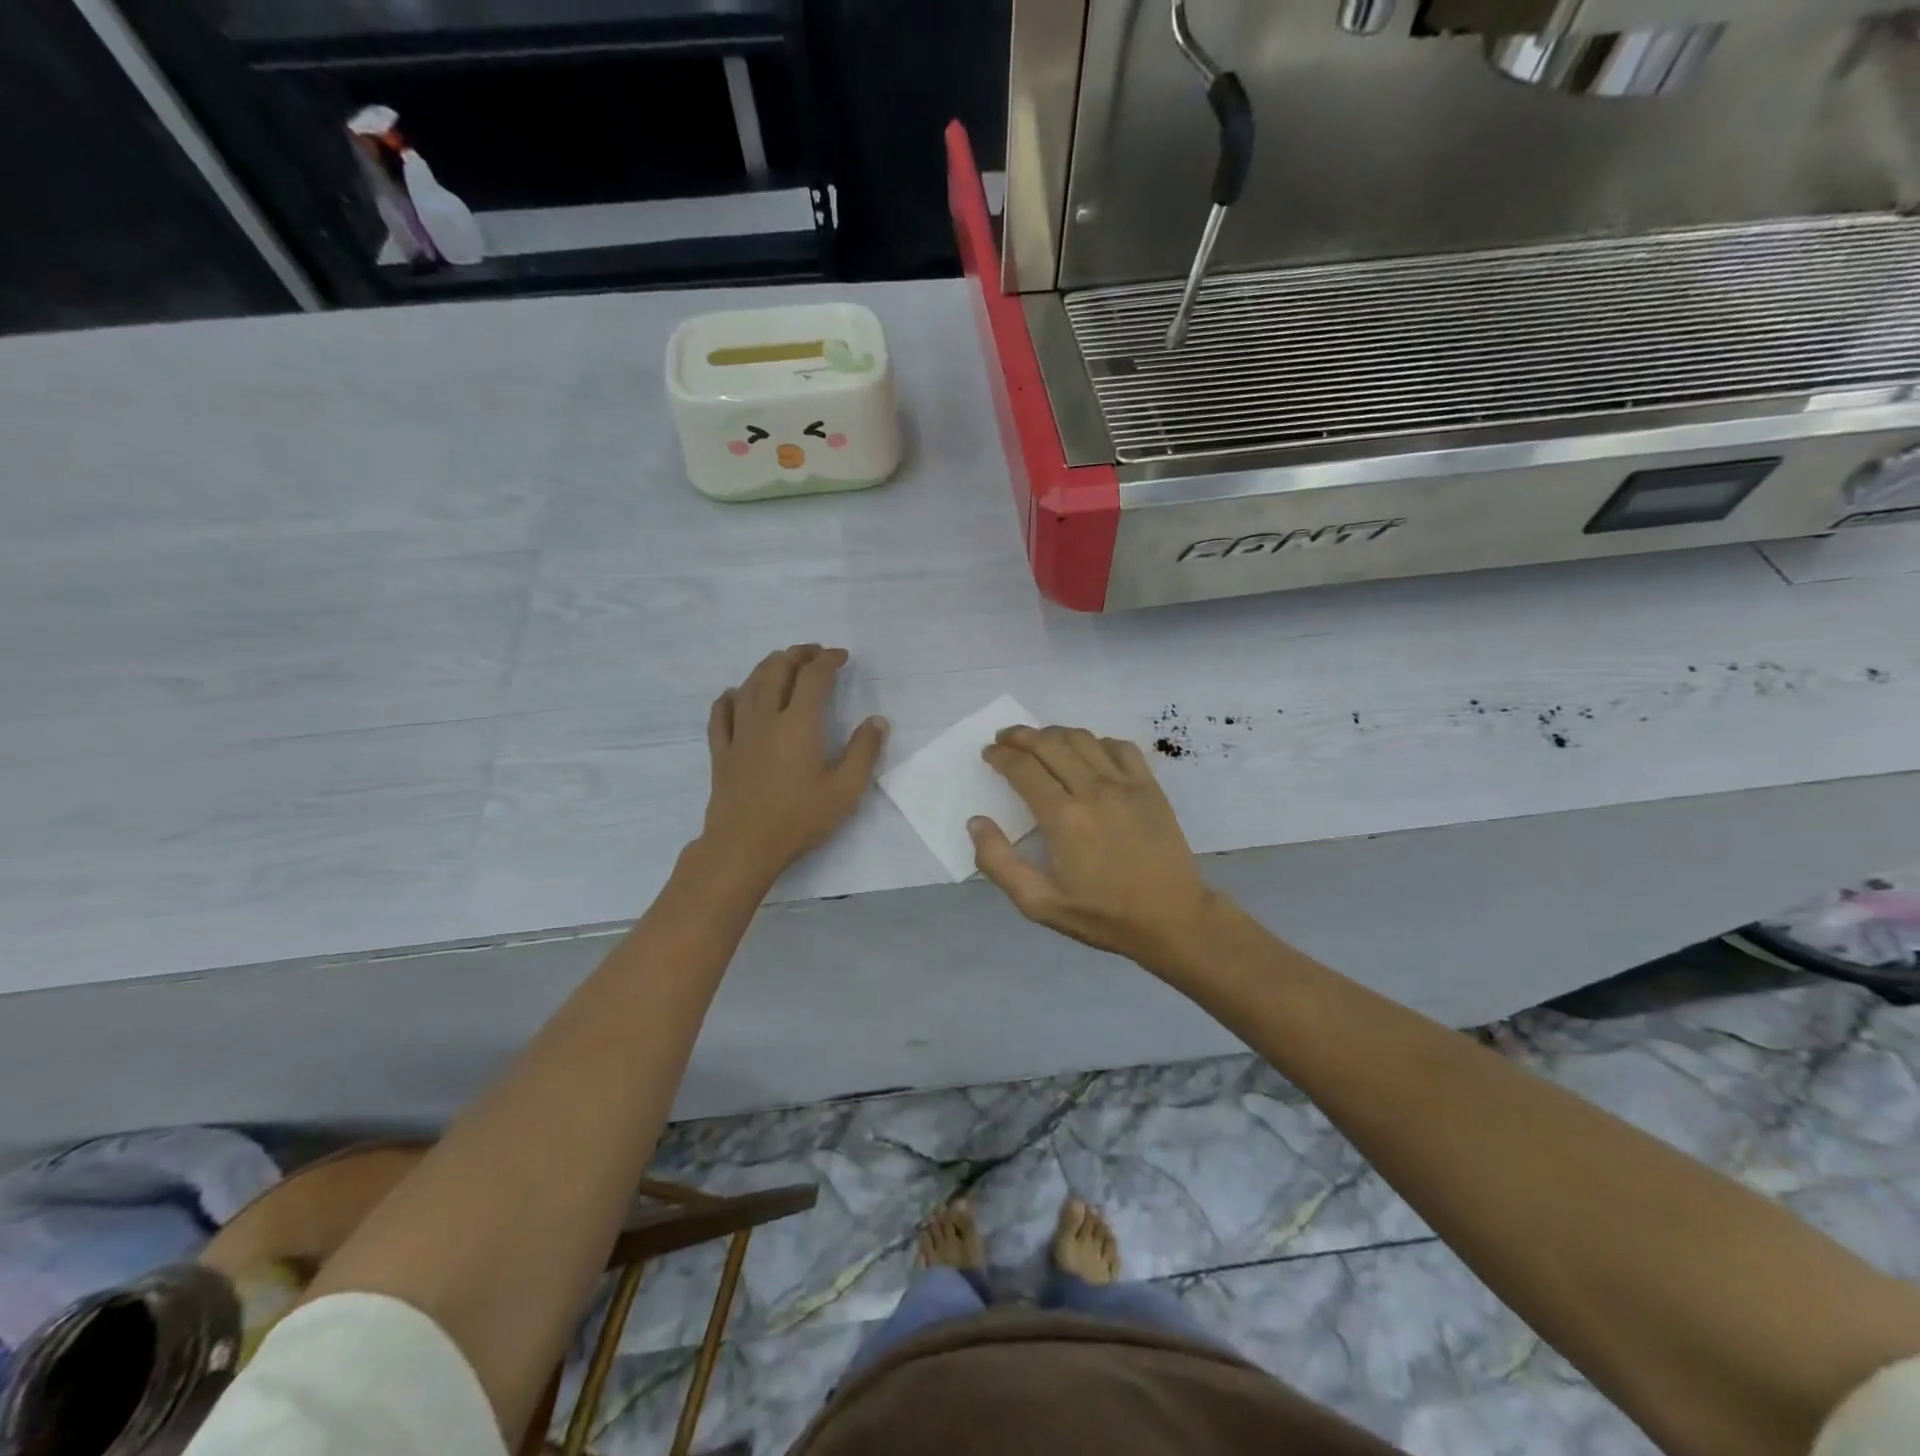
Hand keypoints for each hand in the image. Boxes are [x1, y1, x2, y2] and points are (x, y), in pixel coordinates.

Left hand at [700, 645, 886, 884]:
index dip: (828, 660)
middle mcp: (766, 718)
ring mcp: (739, 733)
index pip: (813, 677)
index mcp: (799, 724)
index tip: (841, 657)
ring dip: (767, 667)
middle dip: (797, 655)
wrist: (744, 846)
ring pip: (749, 685)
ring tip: (781, 664)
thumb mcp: (845, 791)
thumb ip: (863, 752)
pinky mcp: (721, 751)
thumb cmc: (799, 819)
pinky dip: (731, 696)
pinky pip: (721, 713)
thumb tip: (877, 720)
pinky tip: (736, 694)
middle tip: (813, 653)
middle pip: (777, 670)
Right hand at [968, 725, 1216, 968]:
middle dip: (1020, 736)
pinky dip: (1097, 742)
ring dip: (1054, 733)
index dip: (1000, 755)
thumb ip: (999, 863)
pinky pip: (1120, 747)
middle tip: (1004, 738)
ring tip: (1039, 740)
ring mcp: (1125, 784)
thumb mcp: (1039, 903)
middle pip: (1049, 744)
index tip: (989, 753)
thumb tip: (977, 822)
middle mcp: (1092, 790)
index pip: (1023, 768)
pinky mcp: (1149, 787)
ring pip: (1083, 739)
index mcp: (1062, 817)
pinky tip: (1088, 752)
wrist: (1171, 918)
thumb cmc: (1102, 914)